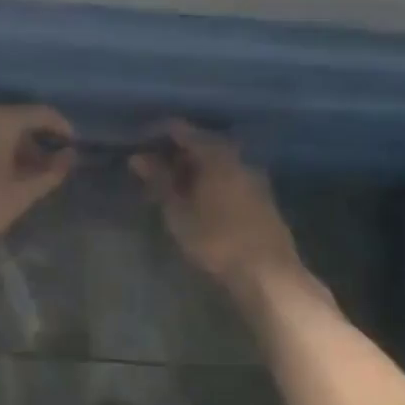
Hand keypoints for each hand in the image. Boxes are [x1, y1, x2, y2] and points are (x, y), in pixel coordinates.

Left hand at [0, 106, 77, 250]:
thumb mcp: (21, 194)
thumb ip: (51, 172)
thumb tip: (70, 156)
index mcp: (2, 122)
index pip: (43, 113)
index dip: (64, 130)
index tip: (75, 150)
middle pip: (21, 119)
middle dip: (42, 141)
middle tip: (56, 167)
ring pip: (1, 130)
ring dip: (21, 148)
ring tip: (34, 175)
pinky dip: (1, 151)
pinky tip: (7, 175)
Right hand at [131, 121, 306, 294]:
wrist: (268, 274)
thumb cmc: (217, 239)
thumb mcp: (179, 212)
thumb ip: (159, 180)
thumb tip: (138, 157)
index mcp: (216, 153)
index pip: (180, 129)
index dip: (156, 134)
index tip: (136, 146)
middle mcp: (237, 157)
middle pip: (200, 144)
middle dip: (173, 154)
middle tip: (149, 170)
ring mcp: (253, 176)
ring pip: (215, 163)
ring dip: (191, 171)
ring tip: (168, 188)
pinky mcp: (261, 197)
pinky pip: (227, 178)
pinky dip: (207, 182)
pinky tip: (195, 200)